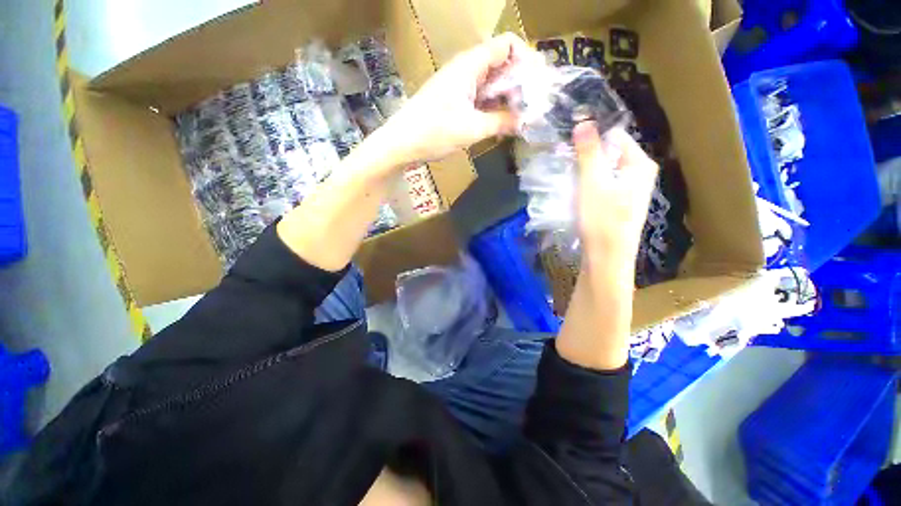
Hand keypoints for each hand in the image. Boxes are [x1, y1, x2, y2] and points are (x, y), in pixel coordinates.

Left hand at [381, 33, 535, 163]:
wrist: (401, 144)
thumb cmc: (433, 132)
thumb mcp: (472, 129)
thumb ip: (501, 122)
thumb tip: (526, 120)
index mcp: (470, 65)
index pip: (507, 45)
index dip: (527, 59)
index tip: (538, 84)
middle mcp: (465, 70)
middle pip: (501, 64)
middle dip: (520, 83)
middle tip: (533, 107)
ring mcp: (459, 86)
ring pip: (491, 84)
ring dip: (507, 98)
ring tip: (521, 118)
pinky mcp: (454, 102)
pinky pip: (480, 98)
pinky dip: (493, 108)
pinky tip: (501, 123)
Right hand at [572, 123, 657, 264]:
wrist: (606, 257)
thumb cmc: (601, 218)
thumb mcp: (592, 182)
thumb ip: (588, 152)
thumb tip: (584, 121)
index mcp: (640, 164)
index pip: (615, 137)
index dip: (591, 138)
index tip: (570, 145)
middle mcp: (640, 174)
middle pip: (610, 154)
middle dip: (587, 155)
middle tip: (565, 161)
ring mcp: (631, 190)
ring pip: (605, 170)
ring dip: (586, 170)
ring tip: (567, 175)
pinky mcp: (620, 203)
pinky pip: (604, 184)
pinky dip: (590, 183)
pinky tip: (577, 192)